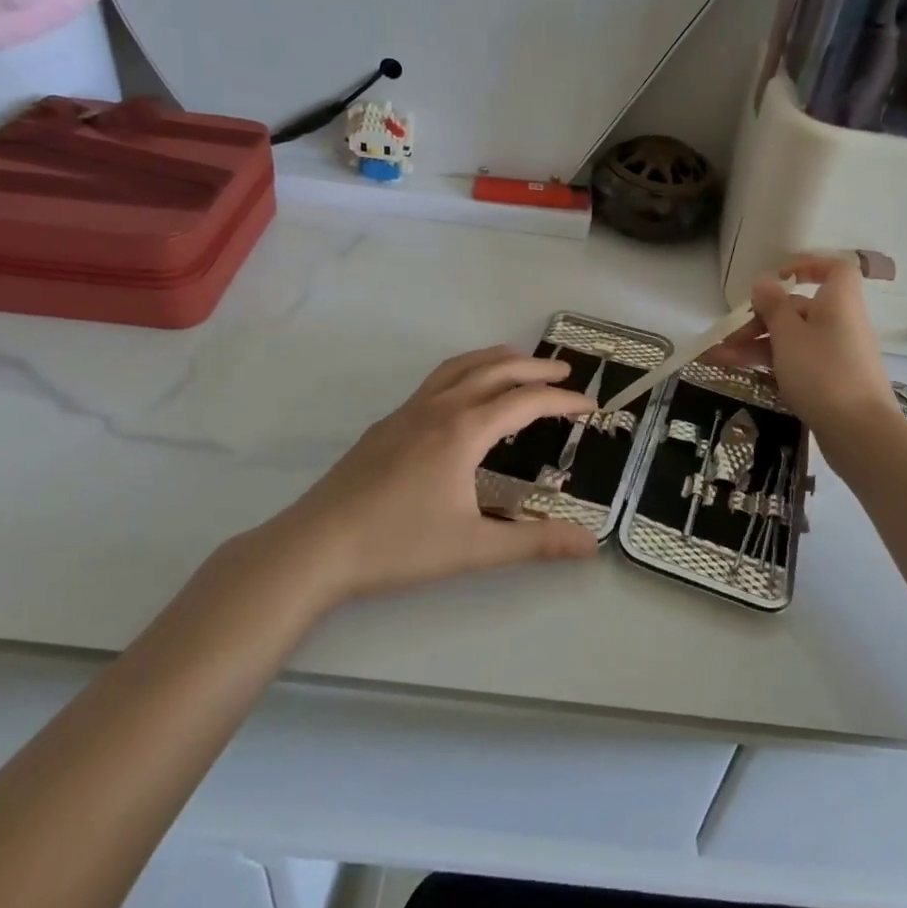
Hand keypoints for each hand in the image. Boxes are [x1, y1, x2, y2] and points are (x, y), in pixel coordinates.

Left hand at [272, 346, 600, 603]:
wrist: (316, 546)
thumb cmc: (398, 546)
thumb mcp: (474, 548)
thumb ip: (534, 543)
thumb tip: (590, 544)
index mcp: (464, 430)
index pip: (526, 402)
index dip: (563, 402)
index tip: (590, 405)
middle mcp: (439, 408)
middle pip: (495, 370)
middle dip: (534, 368)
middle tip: (564, 374)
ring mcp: (408, 412)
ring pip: (460, 367)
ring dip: (496, 358)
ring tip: (519, 362)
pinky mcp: (387, 424)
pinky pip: (436, 380)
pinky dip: (465, 372)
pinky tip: (463, 396)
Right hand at [703, 255, 894, 437]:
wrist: (861, 433)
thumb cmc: (823, 372)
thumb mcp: (789, 334)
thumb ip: (773, 306)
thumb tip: (765, 282)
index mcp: (839, 302)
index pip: (834, 269)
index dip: (808, 266)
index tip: (778, 277)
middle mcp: (841, 323)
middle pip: (799, 309)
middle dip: (759, 320)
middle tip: (727, 338)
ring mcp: (838, 354)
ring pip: (793, 339)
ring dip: (756, 345)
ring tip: (719, 359)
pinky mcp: (833, 382)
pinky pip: (799, 361)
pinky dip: (772, 364)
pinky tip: (743, 374)